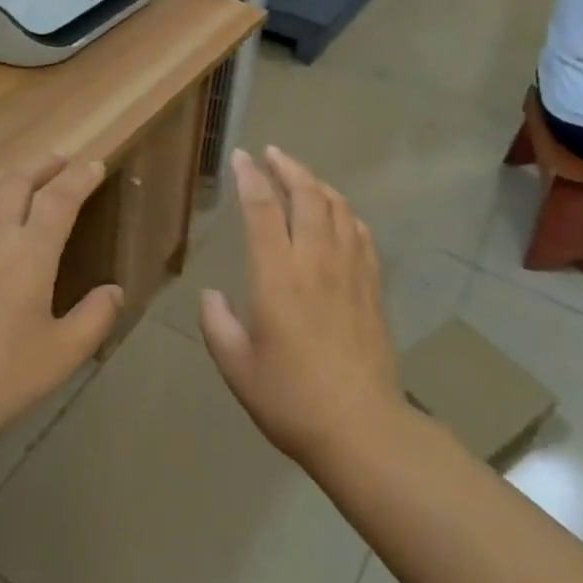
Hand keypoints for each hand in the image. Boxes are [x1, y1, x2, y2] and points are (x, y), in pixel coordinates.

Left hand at [0, 155, 120, 446]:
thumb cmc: (1, 378)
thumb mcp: (62, 354)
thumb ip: (96, 317)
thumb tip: (114, 290)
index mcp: (29, 253)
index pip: (60, 197)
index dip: (80, 176)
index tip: (94, 165)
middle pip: (20, 178)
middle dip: (46, 165)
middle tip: (64, 164)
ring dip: (12, 173)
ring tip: (27, 176)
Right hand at [199, 147, 402, 465]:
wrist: (362, 429)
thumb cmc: (290, 399)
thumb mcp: (237, 367)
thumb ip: (217, 324)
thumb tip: (211, 294)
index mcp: (277, 277)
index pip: (263, 210)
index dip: (250, 178)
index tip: (241, 158)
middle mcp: (315, 262)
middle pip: (307, 196)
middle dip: (288, 167)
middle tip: (272, 153)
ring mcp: (350, 272)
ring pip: (338, 208)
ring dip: (318, 184)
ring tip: (301, 176)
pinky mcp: (371, 287)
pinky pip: (361, 234)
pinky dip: (346, 212)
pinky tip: (339, 213)